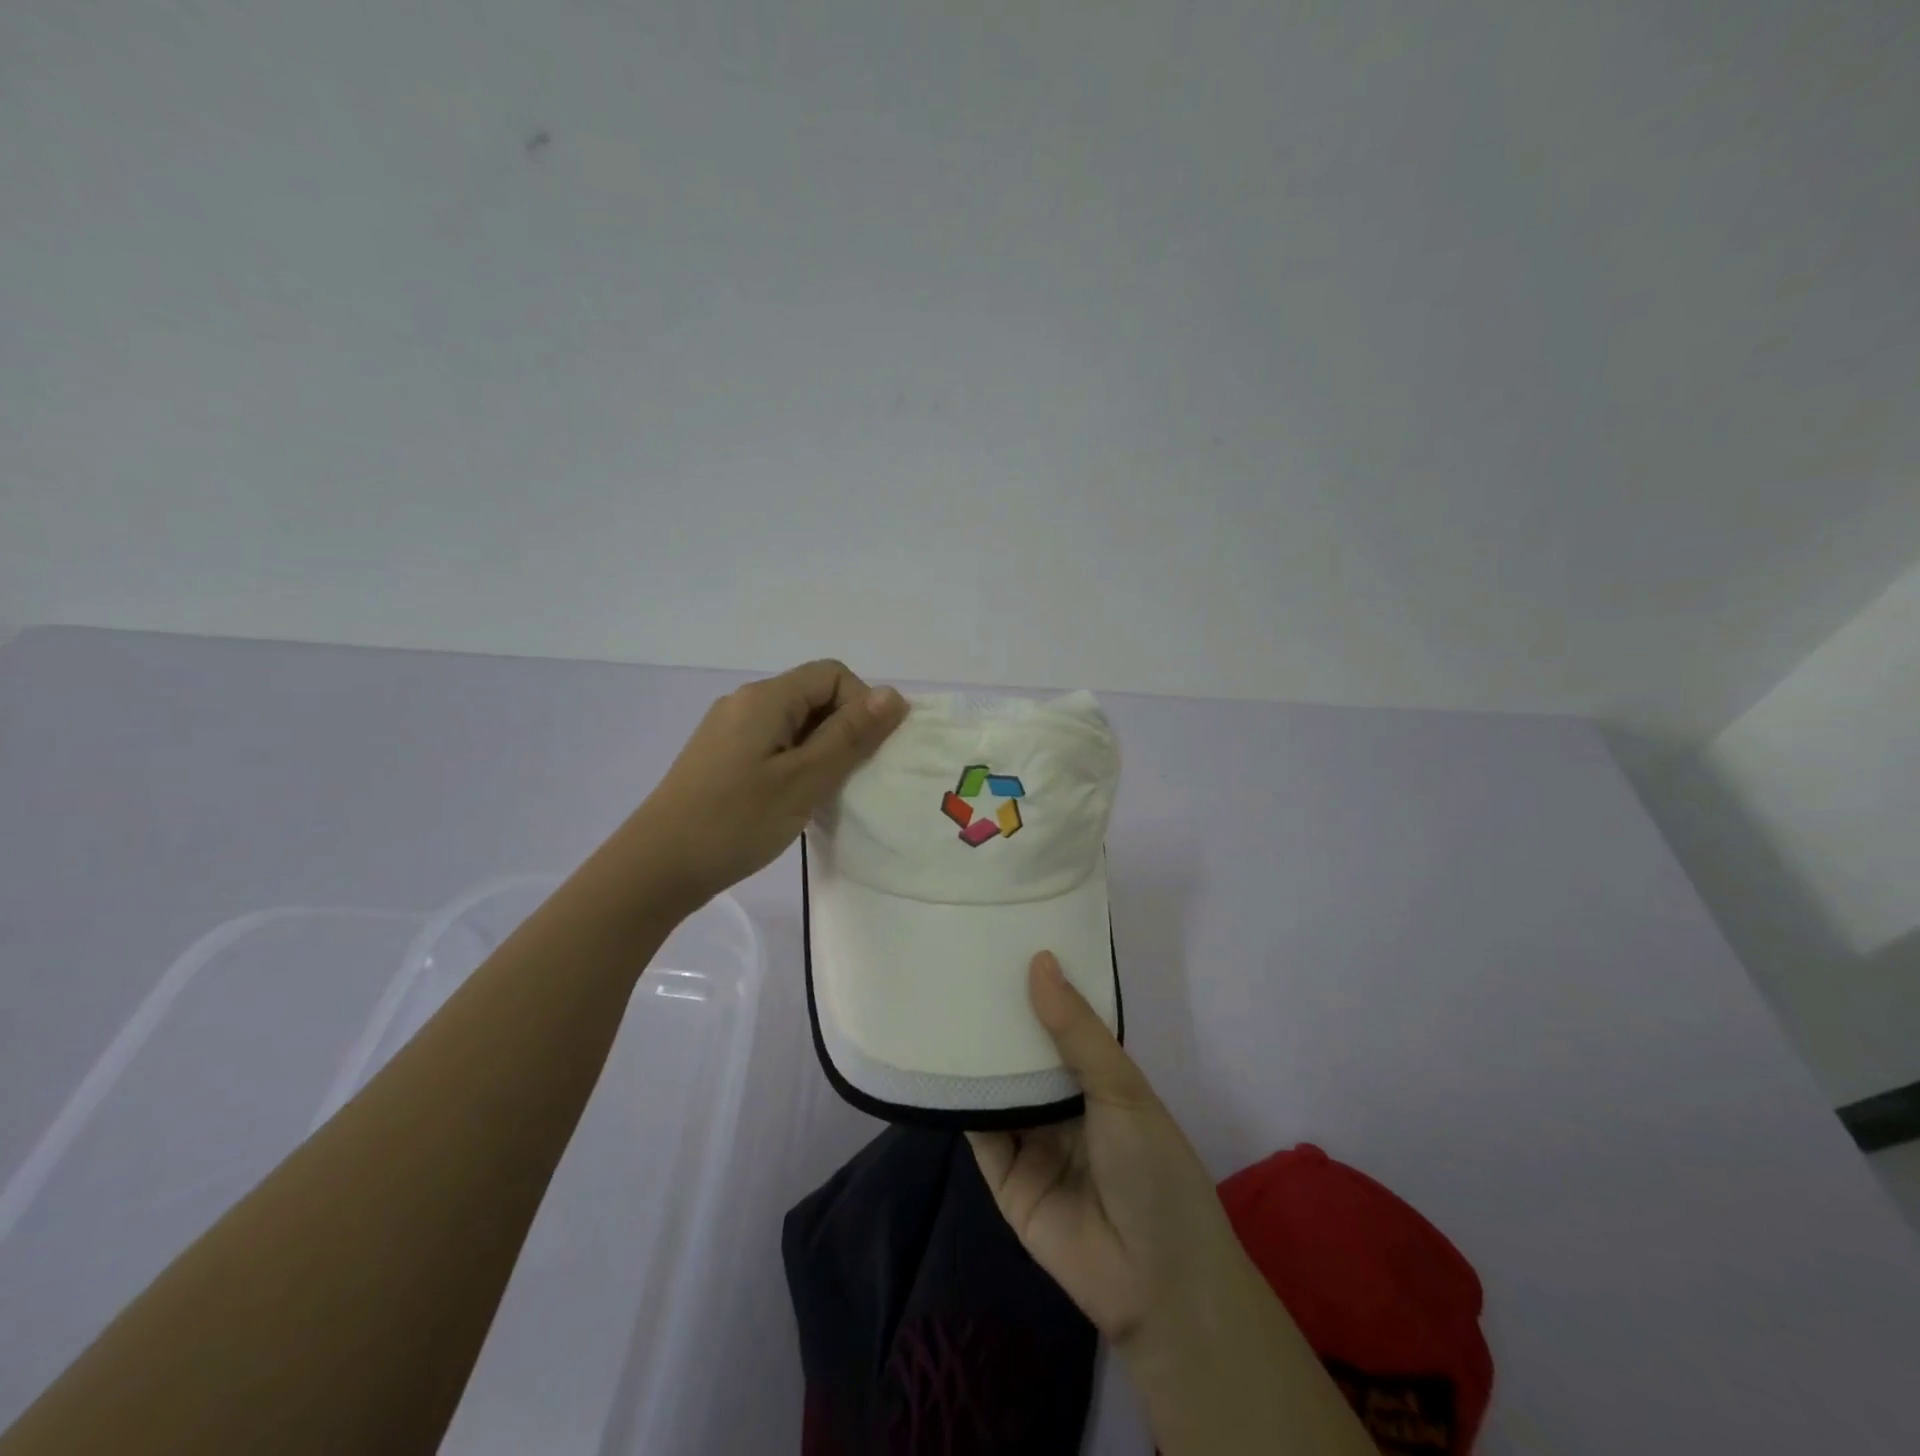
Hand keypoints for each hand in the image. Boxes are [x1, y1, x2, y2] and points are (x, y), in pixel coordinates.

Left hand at [629, 660, 906, 909]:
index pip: (833, 674)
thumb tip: (893, 695)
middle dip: (844, 730)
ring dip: (822, 751)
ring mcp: (729, 731)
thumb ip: (850, 736)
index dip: (862, 705)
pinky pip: (774, 745)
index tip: (867, 754)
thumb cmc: (735, 822)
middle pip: (814, 696)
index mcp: (765, 698)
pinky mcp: (721, 758)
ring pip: (795, 724)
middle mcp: (745, 703)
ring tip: (826, 794)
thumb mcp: (804, 780)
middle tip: (852, 779)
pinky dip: (797, 764)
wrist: (655, 868)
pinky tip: (795, 801)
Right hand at [966, 952, 1256, 1350]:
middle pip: (1024, 1052)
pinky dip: (959, 1100)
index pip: (1062, 1022)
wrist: (1155, 1283)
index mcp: (1099, 1079)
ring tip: (938, 998)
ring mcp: (1031, 1139)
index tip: (1006, 941)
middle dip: (999, 1017)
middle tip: (960, 962)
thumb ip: (1077, 1030)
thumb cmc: (1153, 1168)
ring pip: (997, 1086)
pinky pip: (977, 1129)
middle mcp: (1062, 1104)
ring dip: (975, 1053)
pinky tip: (933, 1060)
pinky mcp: (1003, 1174)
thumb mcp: (1122, 1088)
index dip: (1039, 987)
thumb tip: (1040, 960)